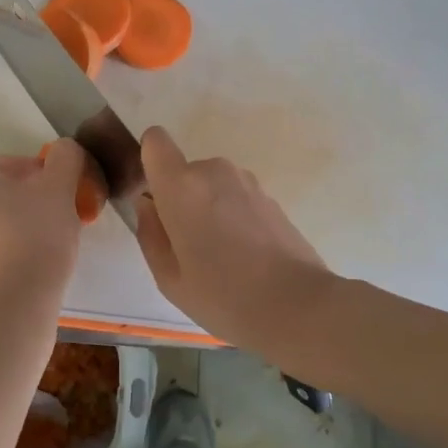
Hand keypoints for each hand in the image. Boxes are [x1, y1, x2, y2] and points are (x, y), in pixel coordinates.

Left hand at [0, 139, 88, 299]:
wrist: (14, 299)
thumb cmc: (35, 233)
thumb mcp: (60, 186)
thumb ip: (65, 157)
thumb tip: (65, 149)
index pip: (12, 165)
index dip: (43, 177)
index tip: (62, 195)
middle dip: (26, 199)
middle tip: (56, 216)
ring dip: (15, 222)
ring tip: (44, 240)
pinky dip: (2, 247)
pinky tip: (26, 261)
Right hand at [134, 126, 335, 353]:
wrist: (298, 306)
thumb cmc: (222, 296)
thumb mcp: (168, 277)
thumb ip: (150, 233)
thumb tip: (149, 205)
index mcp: (181, 186)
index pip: (155, 141)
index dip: (151, 163)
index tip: (156, 199)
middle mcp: (214, 172)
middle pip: (184, 172)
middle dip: (181, 199)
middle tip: (189, 247)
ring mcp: (247, 182)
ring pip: (212, 186)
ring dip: (209, 210)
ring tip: (221, 256)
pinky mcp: (271, 197)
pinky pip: (236, 199)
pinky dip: (234, 218)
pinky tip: (246, 257)